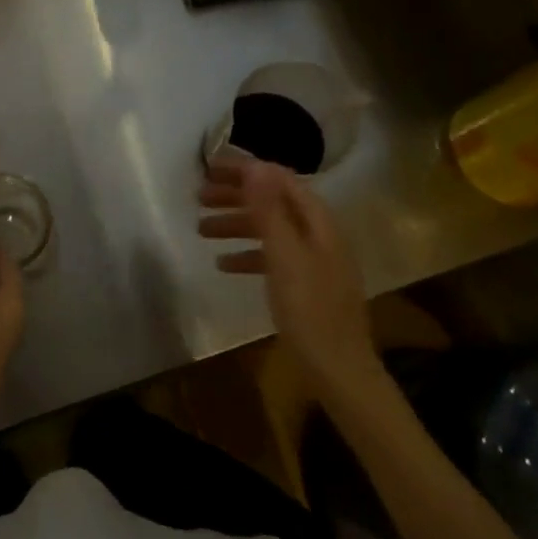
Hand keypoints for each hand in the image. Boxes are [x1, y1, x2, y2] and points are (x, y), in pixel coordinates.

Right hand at [199, 156, 383, 407]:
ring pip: (269, 229)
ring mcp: (313, 261)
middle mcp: (318, 234)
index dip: (245, 170)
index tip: (209, 168)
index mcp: (319, 222)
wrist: (339, 372)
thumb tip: (254, 166)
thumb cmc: (310, 310)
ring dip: (236, 224)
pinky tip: (222, 264)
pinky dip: (247, 254)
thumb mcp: (284, 256)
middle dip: (235, 195)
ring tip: (201, 229)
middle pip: (273, 202)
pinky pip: (272, 257)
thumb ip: (269, 210)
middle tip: (198, 196)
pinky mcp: (305, 286)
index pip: (279, 179)